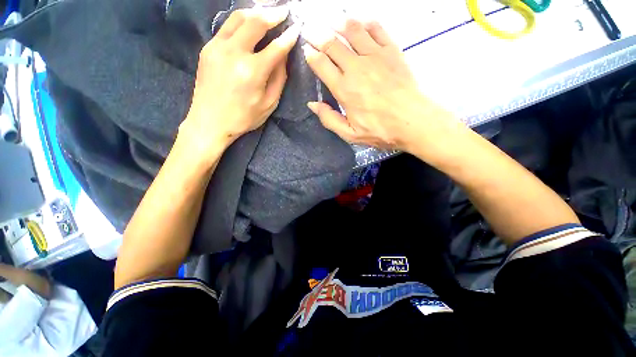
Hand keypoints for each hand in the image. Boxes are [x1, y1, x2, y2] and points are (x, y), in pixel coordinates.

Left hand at [179, 6, 300, 158]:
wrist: (209, 121)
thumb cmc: (243, 118)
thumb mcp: (269, 104)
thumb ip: (279, 79)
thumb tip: (283, 57)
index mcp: (252, 71)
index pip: (276, 47)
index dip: (289, 37)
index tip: (297, 28)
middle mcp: (234, 53)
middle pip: (256, 22)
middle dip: (273, 14)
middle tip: (284, 11)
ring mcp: (217, 47)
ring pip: (238, 18)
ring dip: (256, 12)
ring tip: (268, 11)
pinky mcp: (207, 48)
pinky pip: (227, 27)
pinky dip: (241, 21)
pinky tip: (249, 23)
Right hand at [302, 19, 458, 152]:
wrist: (413, 120)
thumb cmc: (380, 130)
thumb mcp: (350, 133)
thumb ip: (329, 119)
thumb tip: (312, 104)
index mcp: (344, 89)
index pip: (321, 64)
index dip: (311, 55)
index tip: (306, 49)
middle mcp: (356, 67)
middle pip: (333, 44)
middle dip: (318, 35)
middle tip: (311, 30)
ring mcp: (375, 56)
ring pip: (353, 30)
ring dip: (339, 24)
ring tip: (332, 22)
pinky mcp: (392, 51)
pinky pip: (377, 29)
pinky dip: (366, 23)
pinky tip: (361, 24)